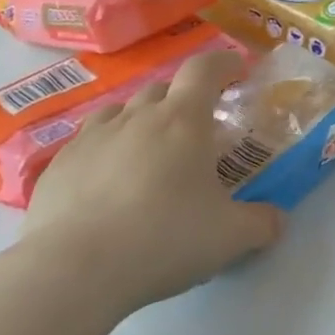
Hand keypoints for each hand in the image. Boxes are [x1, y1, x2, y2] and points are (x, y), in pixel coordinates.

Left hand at [22, 50, 285, 316]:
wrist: (72, 271)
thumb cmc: (163, 239)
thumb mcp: (230, 237)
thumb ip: (261, 223)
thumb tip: (277, 220)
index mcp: (183, 120)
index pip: (204, 69)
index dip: (223, 63)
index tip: (236, 69)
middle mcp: (136, 117)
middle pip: (163, 89)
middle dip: (183, 100)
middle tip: (197, 130)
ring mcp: (92, 139)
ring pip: (121, 112)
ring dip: (140, 121)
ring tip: (150, 152)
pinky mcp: (57, 167)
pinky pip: (88, 144)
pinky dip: (106, 152)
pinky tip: (108, 185)